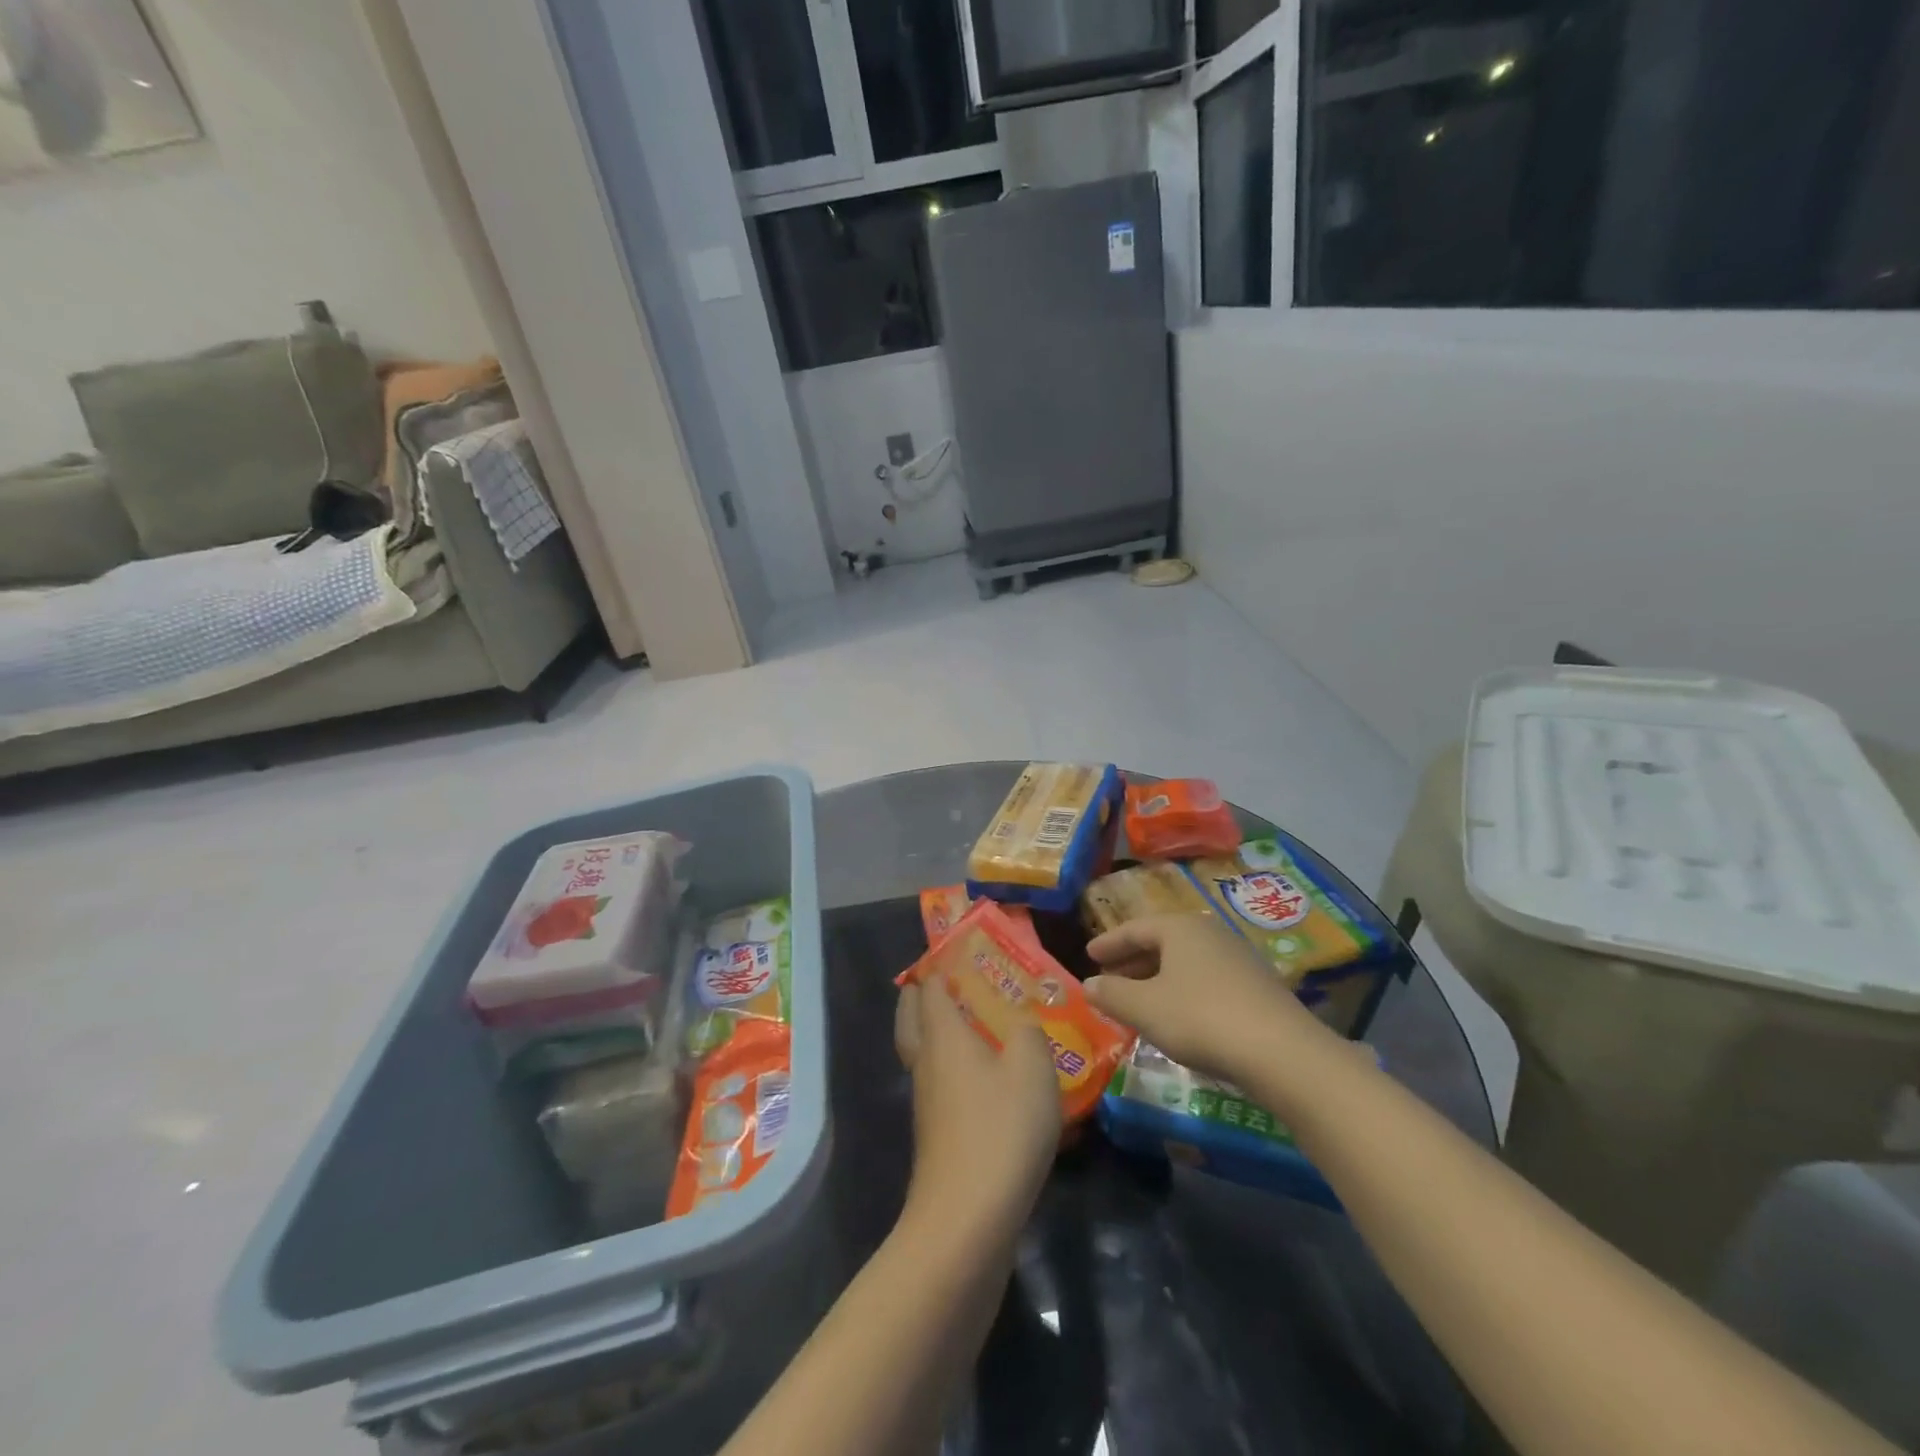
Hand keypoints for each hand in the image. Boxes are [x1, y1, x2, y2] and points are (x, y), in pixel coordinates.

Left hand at [894, 979, 1061, 1239]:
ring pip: (920, 1052)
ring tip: (968, 1025)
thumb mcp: (1031, 1067)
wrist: (968, 1217)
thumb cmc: (1001, 1127)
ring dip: (934, 1032)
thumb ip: (1028, 1032)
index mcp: (943, 1035)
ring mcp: (926, 1101)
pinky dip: (950, 1068)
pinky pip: (937, 1083)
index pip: (930, 987)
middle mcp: (926, 1062)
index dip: (938, 965)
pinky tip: (982, 1080)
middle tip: (944, 982)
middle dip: (921, 996)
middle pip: (910, 1017)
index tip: (955, 951)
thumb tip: (1020, 1022)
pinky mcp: (936, 1135)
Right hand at [1084, 914, 1340, 1085]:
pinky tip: (1178, 1016)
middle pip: (1162, 942)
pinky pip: (1206, 979)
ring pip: (1185, 962)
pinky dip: (1183, 990)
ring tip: (1139, 1000)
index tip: (1088, 954)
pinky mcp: (1257, 986)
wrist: (1282, 1053)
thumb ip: (1112, 994)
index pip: (1134, 928)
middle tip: (1109, 977)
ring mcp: (1238, 958)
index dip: (1109, 943)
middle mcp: (1209, 932)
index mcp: (1180, 927)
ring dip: (1158, 977)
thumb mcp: (1145, 1008)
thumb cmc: (1201, 1019)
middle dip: (1133, 960)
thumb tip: (1088, 984)